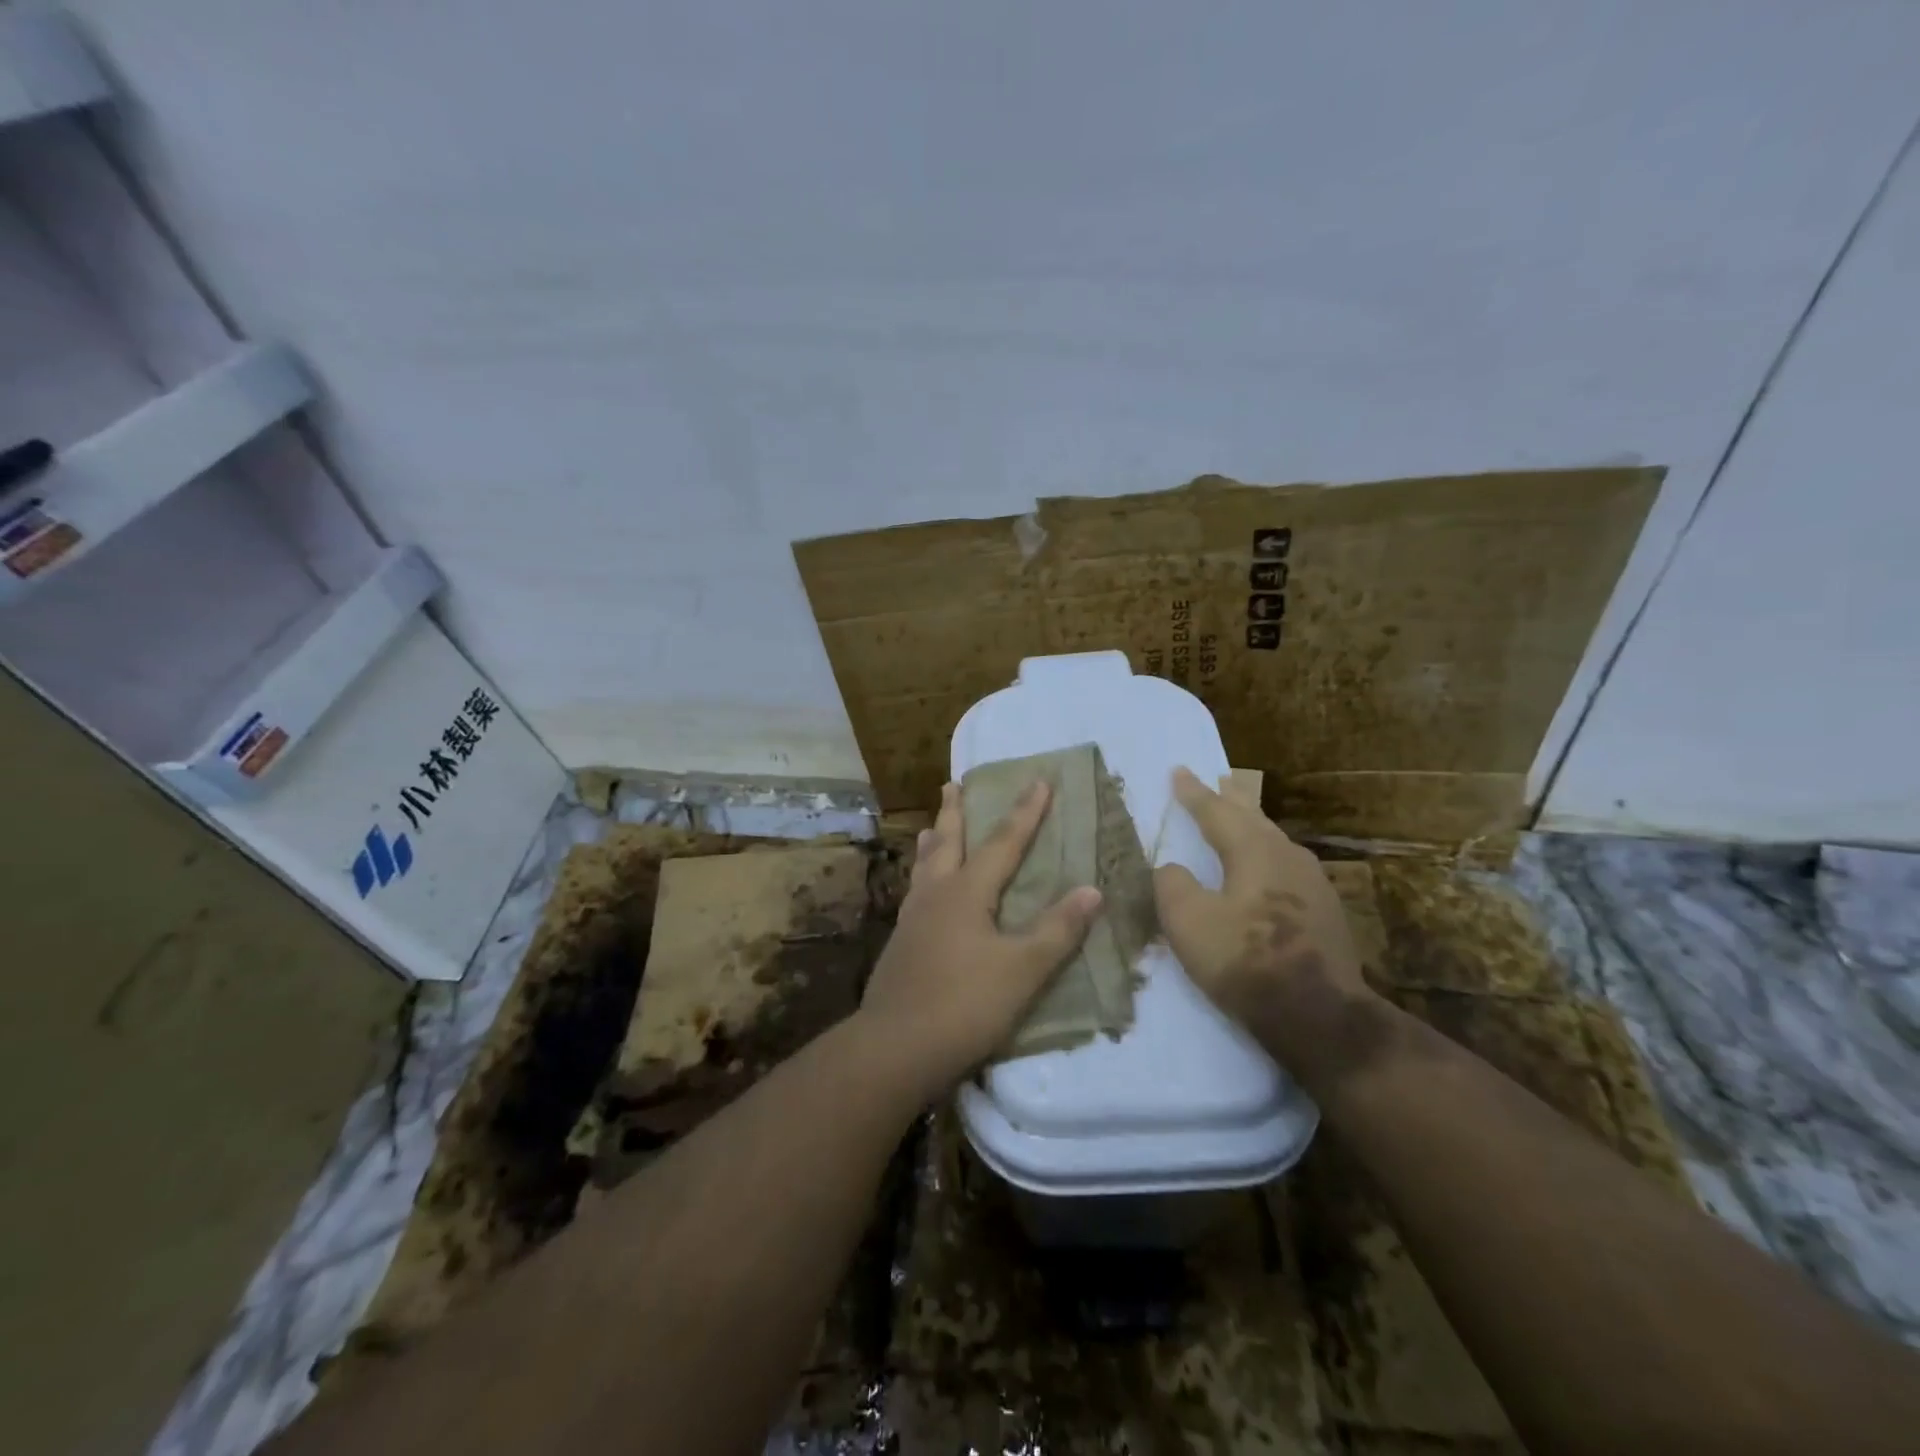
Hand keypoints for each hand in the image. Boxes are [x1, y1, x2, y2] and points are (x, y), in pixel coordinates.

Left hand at [856, 779, 1102, 1096]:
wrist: (895, 1047)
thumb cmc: (965, 1005)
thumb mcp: (1023, 970)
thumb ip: (1057, 929)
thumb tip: (1092, 889)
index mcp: (966, 893)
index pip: (1003, 843)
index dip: (1025, 812)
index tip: (1039, 780)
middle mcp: (936, 896)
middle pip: (948, 843)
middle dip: (956, 813)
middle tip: (952, 784)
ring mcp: (912, 920)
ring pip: (924, 868)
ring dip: (933, 842)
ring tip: (931, 828)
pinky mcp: (900, 945)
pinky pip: (914, 893)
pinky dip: (921, 877)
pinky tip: (920, 893)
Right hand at [1153, 767, 1373, 1078]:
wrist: (1319, 1015)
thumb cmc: (1246, 960)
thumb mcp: (1188, 922)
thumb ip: (1172, 885)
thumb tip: (1172, 868)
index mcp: (1254, 850)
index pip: (1216, 812)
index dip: (1193, 793)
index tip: (1179, 771)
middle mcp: (1287, 856)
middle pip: (1253, 818)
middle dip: (1231, 799)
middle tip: (1219, 779)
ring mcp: (1313, 883)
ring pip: (1273, 840)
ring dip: (1252, 824)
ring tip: (1241, 816)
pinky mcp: (1325, 912)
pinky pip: (1285, 865)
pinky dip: (1265, 853)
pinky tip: (1266, 868)